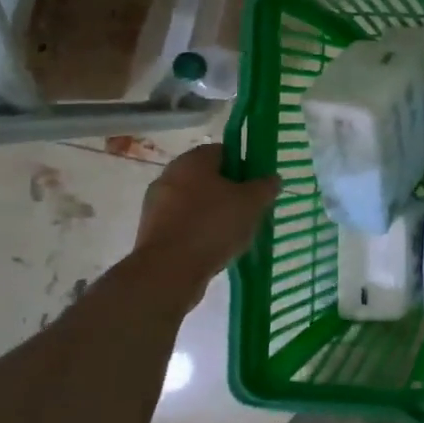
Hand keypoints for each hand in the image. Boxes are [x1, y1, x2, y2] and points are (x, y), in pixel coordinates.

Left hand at [133, 144, 280, 281]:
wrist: (168, 271)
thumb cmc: (213, 225)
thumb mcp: (252, 203)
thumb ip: (265, 187)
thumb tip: (272, 178)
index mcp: (192, 160)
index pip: (224, 151)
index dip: (245, 166)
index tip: (258, 186)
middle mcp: (170, 175)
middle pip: (208, 178)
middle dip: (230, 192)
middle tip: (250, 210)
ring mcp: (157, 204)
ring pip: (195, 202)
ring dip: (214, 213)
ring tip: (235, 234)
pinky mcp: (151, 231)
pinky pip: (183, 224)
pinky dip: (199, 232)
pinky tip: (215, 248)